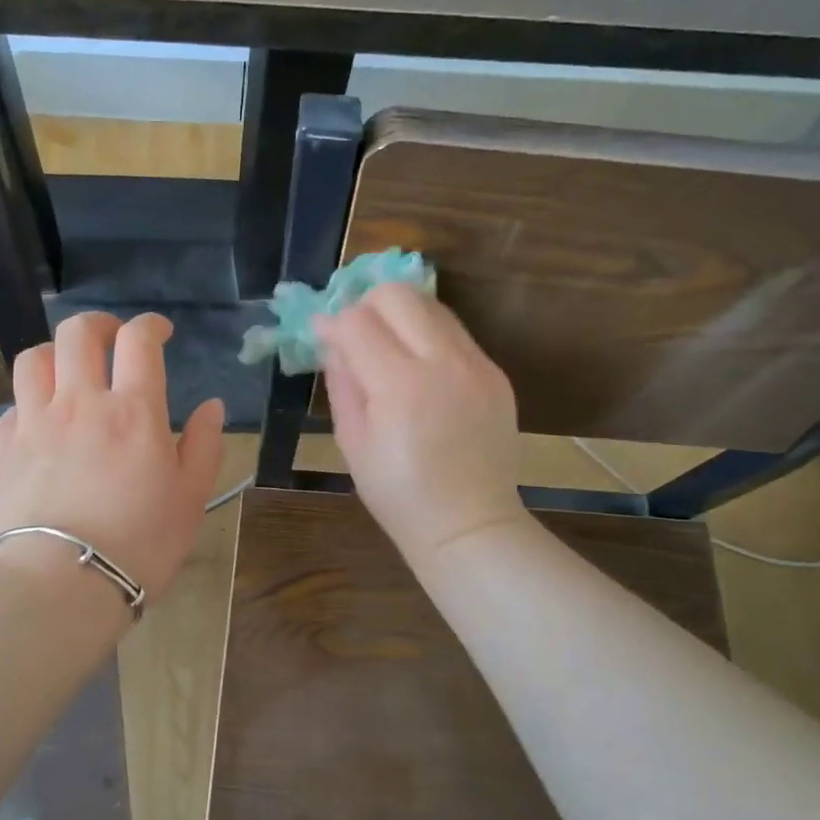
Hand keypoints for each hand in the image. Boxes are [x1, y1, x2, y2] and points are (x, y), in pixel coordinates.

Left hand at [0, 311, 224, 606]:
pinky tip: (44, 419)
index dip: (150, 325)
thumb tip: (211, 406)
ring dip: (57, 352)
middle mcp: (80, 402)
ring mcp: (35, 422)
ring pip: (36, 357)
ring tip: (71, 370)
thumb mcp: (191, 497)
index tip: (160, 333)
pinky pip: (15, 402)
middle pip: (78, 333)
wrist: (62, 584)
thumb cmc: (140, 543)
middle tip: (113, 340)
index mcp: (133, 410)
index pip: (138, 340)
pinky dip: (33, 399)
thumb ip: (204, 444)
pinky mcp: (4, 447)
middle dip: (99, 324)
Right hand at [313, 284, 526, 567]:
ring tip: (389, 351)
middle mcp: (443, 363)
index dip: (332, 323)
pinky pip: (456, 334)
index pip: (357, 321)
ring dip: (401, 316)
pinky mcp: (496, 373)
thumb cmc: (398, 494)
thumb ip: (342, 381)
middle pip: (398, 294)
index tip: (323, 337)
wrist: (469, 524)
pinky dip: (429, 338)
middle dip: (367, 305)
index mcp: (400, 386)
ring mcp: (477, 365)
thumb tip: (330, 338)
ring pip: (431, 305)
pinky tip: (421, 372)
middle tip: (357, 337)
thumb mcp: (352, 443)